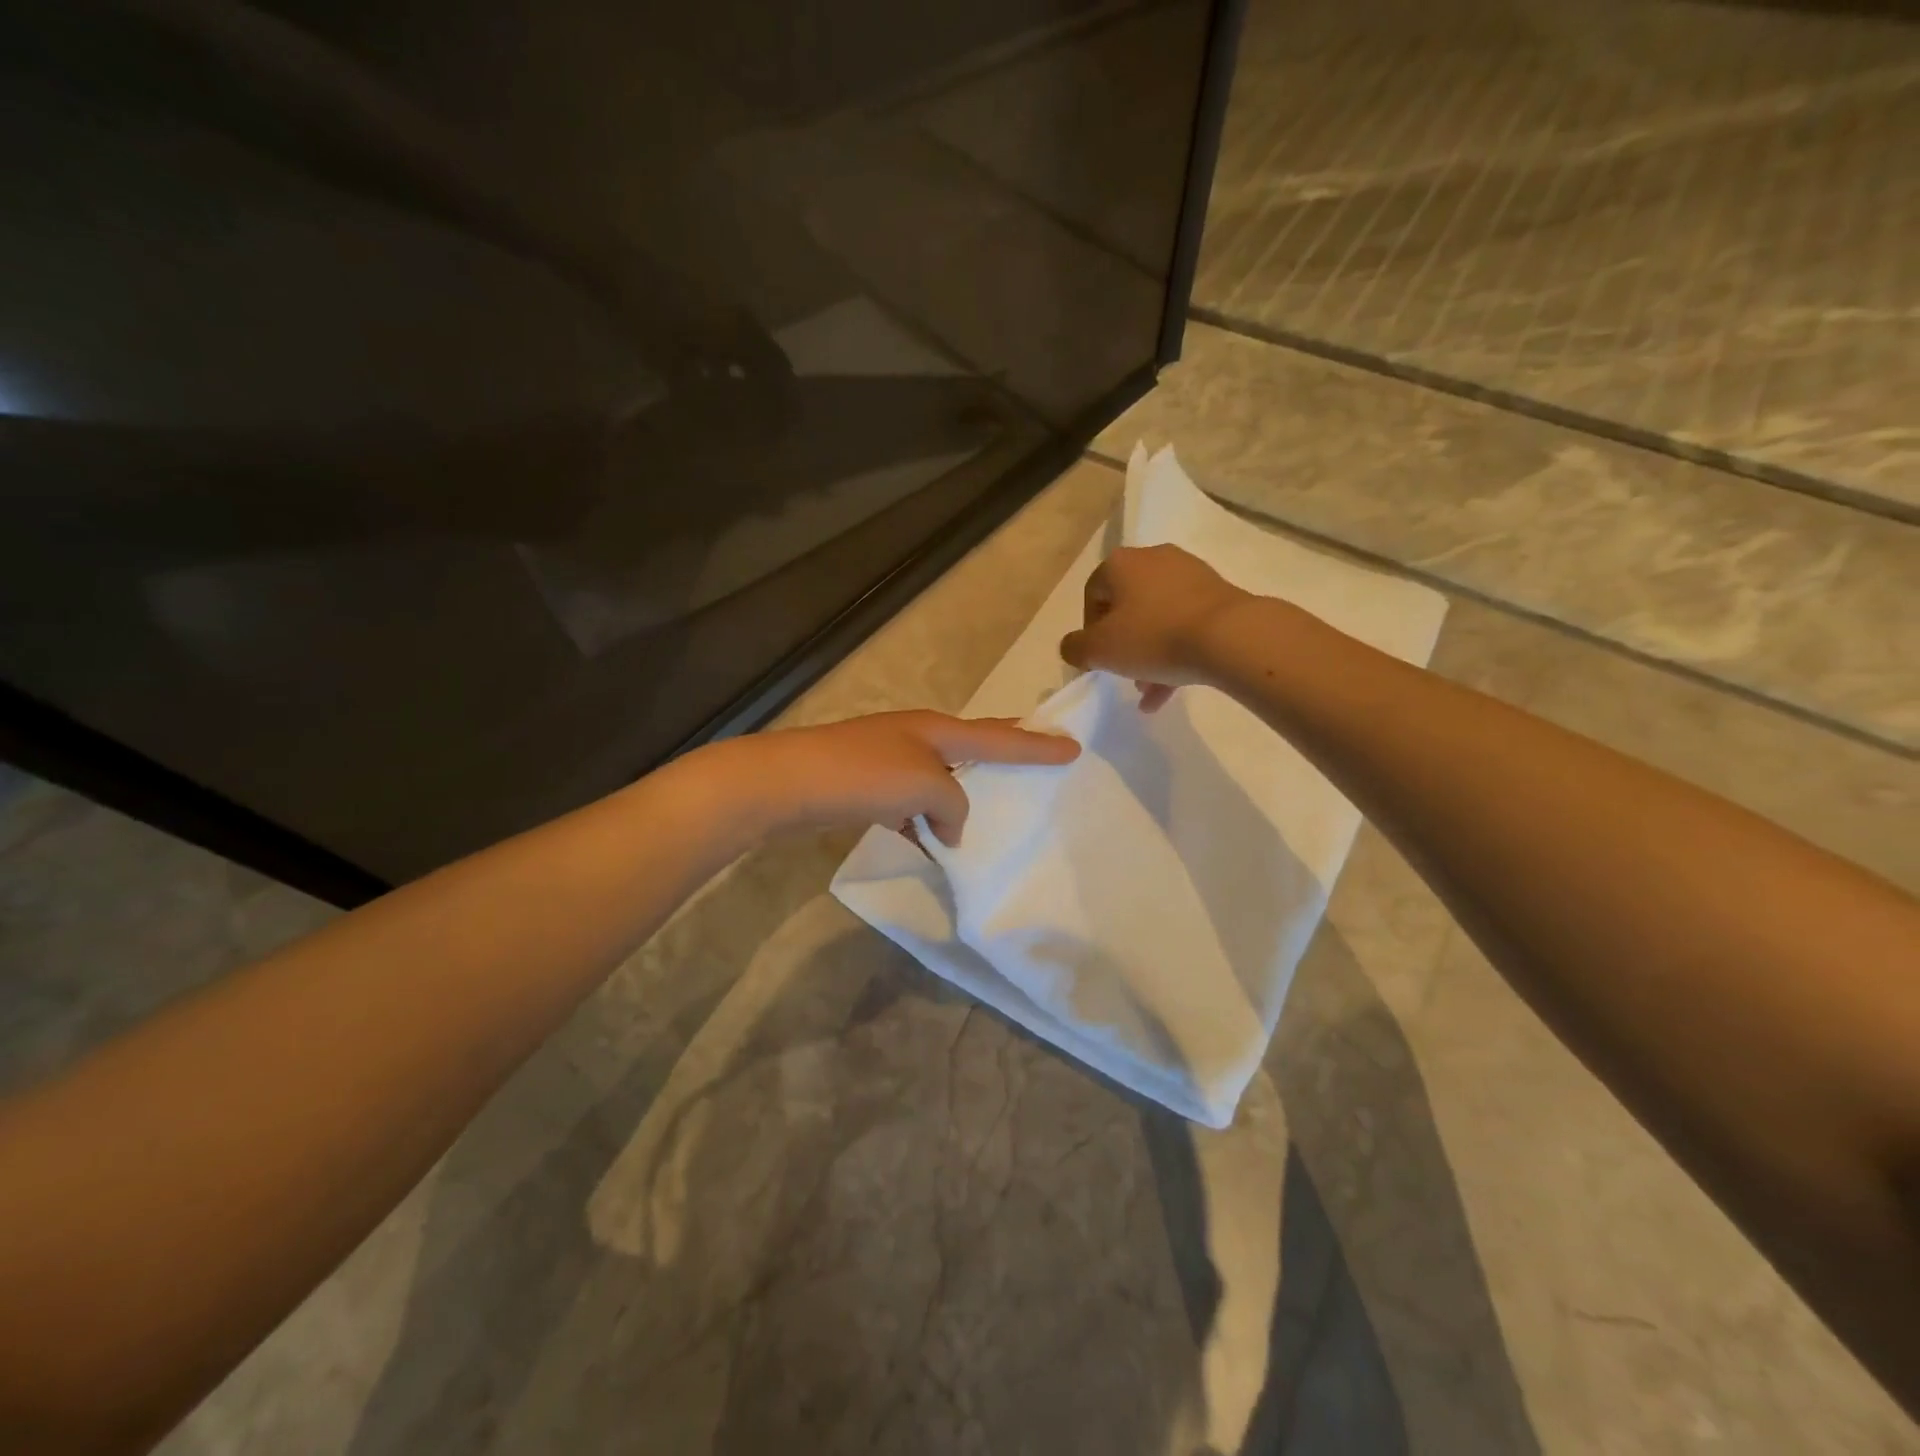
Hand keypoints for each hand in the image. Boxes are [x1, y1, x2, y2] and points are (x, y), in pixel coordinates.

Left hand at [726, 710, 1079, 845]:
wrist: (786, 784)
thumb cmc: (863, 776)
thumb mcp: (924, 786)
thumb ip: (953, 804)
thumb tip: (949, 825)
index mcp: (937, 730)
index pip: (999, 737)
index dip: (1037, 744)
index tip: (1073, 746)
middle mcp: (916, 738)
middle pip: (972, 745)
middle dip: (1005, 751)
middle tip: (1037, 752)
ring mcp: (888, 760)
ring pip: (939, 779)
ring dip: (959, 799)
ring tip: (985, 818)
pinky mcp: (866, 786)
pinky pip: (912, 803)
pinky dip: (925, 821)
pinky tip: (930, 844)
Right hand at [1059, 545, 1251, 710]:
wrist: (1230, 636)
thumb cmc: (1154, 637)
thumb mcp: (1099, 650)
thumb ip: (1074, 648)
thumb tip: (1073, 647)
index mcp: (1120, 564)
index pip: (1092, 595)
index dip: (1089, 631)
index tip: (1097, 660)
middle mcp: (1154, 559)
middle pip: (1126, 607)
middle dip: (1122, 645)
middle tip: (1123, 674)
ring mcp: (1189, 574)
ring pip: (1157, 618)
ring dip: (1148, 654)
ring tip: (1148, 691)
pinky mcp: (1217, 593)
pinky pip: (1184, 623)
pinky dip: (1174, 651)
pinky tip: (1171, 689)